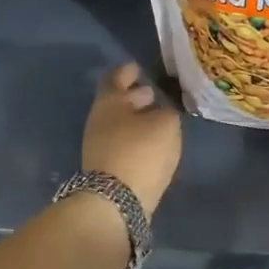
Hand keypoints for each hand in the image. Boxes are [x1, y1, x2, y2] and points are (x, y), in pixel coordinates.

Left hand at [83, 62, 182, 215]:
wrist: (115, 200)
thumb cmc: (141, 150)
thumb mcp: (166, 124)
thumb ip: (168, 111)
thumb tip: (164, 110)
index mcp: (109, 101)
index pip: (116, 77)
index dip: (128, 71)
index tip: (138, 68)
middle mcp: (99, 120)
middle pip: (116, 101)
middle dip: (134, 96)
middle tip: (152, 93)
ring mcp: (99, 145)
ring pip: (119, 123)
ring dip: (136, 118)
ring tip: (158, 119)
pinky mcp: (105, 168)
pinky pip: (122, 142)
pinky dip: (136, 137)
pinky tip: (152, 142)